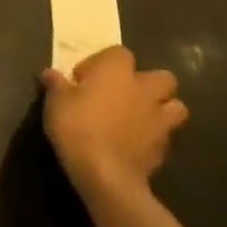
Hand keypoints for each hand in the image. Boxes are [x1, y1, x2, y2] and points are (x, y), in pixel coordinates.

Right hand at [39, 46, 186, 199]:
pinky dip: (154, 136)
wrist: (105, 174)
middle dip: (148, 83)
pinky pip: (166, 135)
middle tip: (123, 94)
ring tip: (140, 118)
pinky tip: (136, 144)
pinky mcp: (164, 148)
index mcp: (116, 71)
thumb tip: (51, 73)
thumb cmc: (77, 126)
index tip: (84, 78)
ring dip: (162, 109)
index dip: (103, 62)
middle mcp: (144, 89)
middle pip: (162, 77)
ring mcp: (159, 119)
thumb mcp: (55, 101)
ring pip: (176, 106)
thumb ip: (56, 84)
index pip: (119, 52)